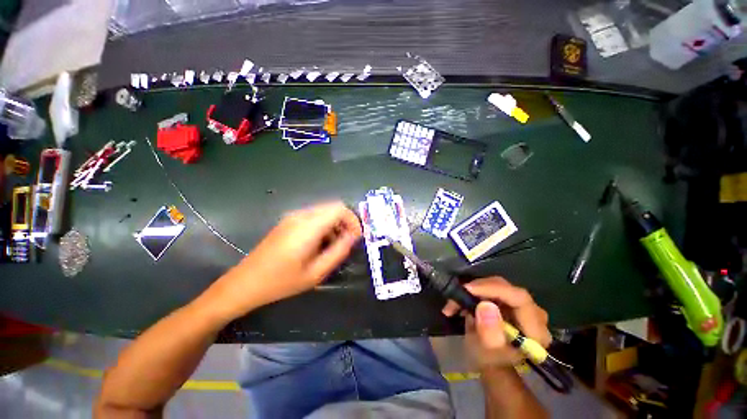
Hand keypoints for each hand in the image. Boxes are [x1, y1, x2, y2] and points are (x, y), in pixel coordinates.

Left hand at [208, 201, 361, 318]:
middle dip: (345, 222)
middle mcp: (301, 215)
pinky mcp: (288, 221)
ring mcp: (292, 217)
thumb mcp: (316, 272)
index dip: (353, 220)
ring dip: (335, 225)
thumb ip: (339, 251)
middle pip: (333, 207)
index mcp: (308, 226)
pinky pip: (314, 217)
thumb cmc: (281, 281)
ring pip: (324, 211)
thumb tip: (354, 236)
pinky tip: (320, 244)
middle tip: (348, 242)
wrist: (244, 283)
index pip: (339, 209)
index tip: (356, 237)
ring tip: (334, 246)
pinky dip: (324, 226)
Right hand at [442, 277, 550, 368]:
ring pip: (498, 285)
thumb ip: (489, 333)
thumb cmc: (491, 362)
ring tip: (454, 302)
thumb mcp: (487, 353)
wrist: (492, 363)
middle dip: (479, 289)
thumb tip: (486, 305)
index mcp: (535, 332)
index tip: (468, 289)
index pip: (519, 299)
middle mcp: (535, 315)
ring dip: (474, 290)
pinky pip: (493, 288)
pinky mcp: (512, 302)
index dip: (493, 289)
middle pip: (507, 289)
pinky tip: (462, 301)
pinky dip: (476, 292)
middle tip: (457, 295)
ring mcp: (524, 306)